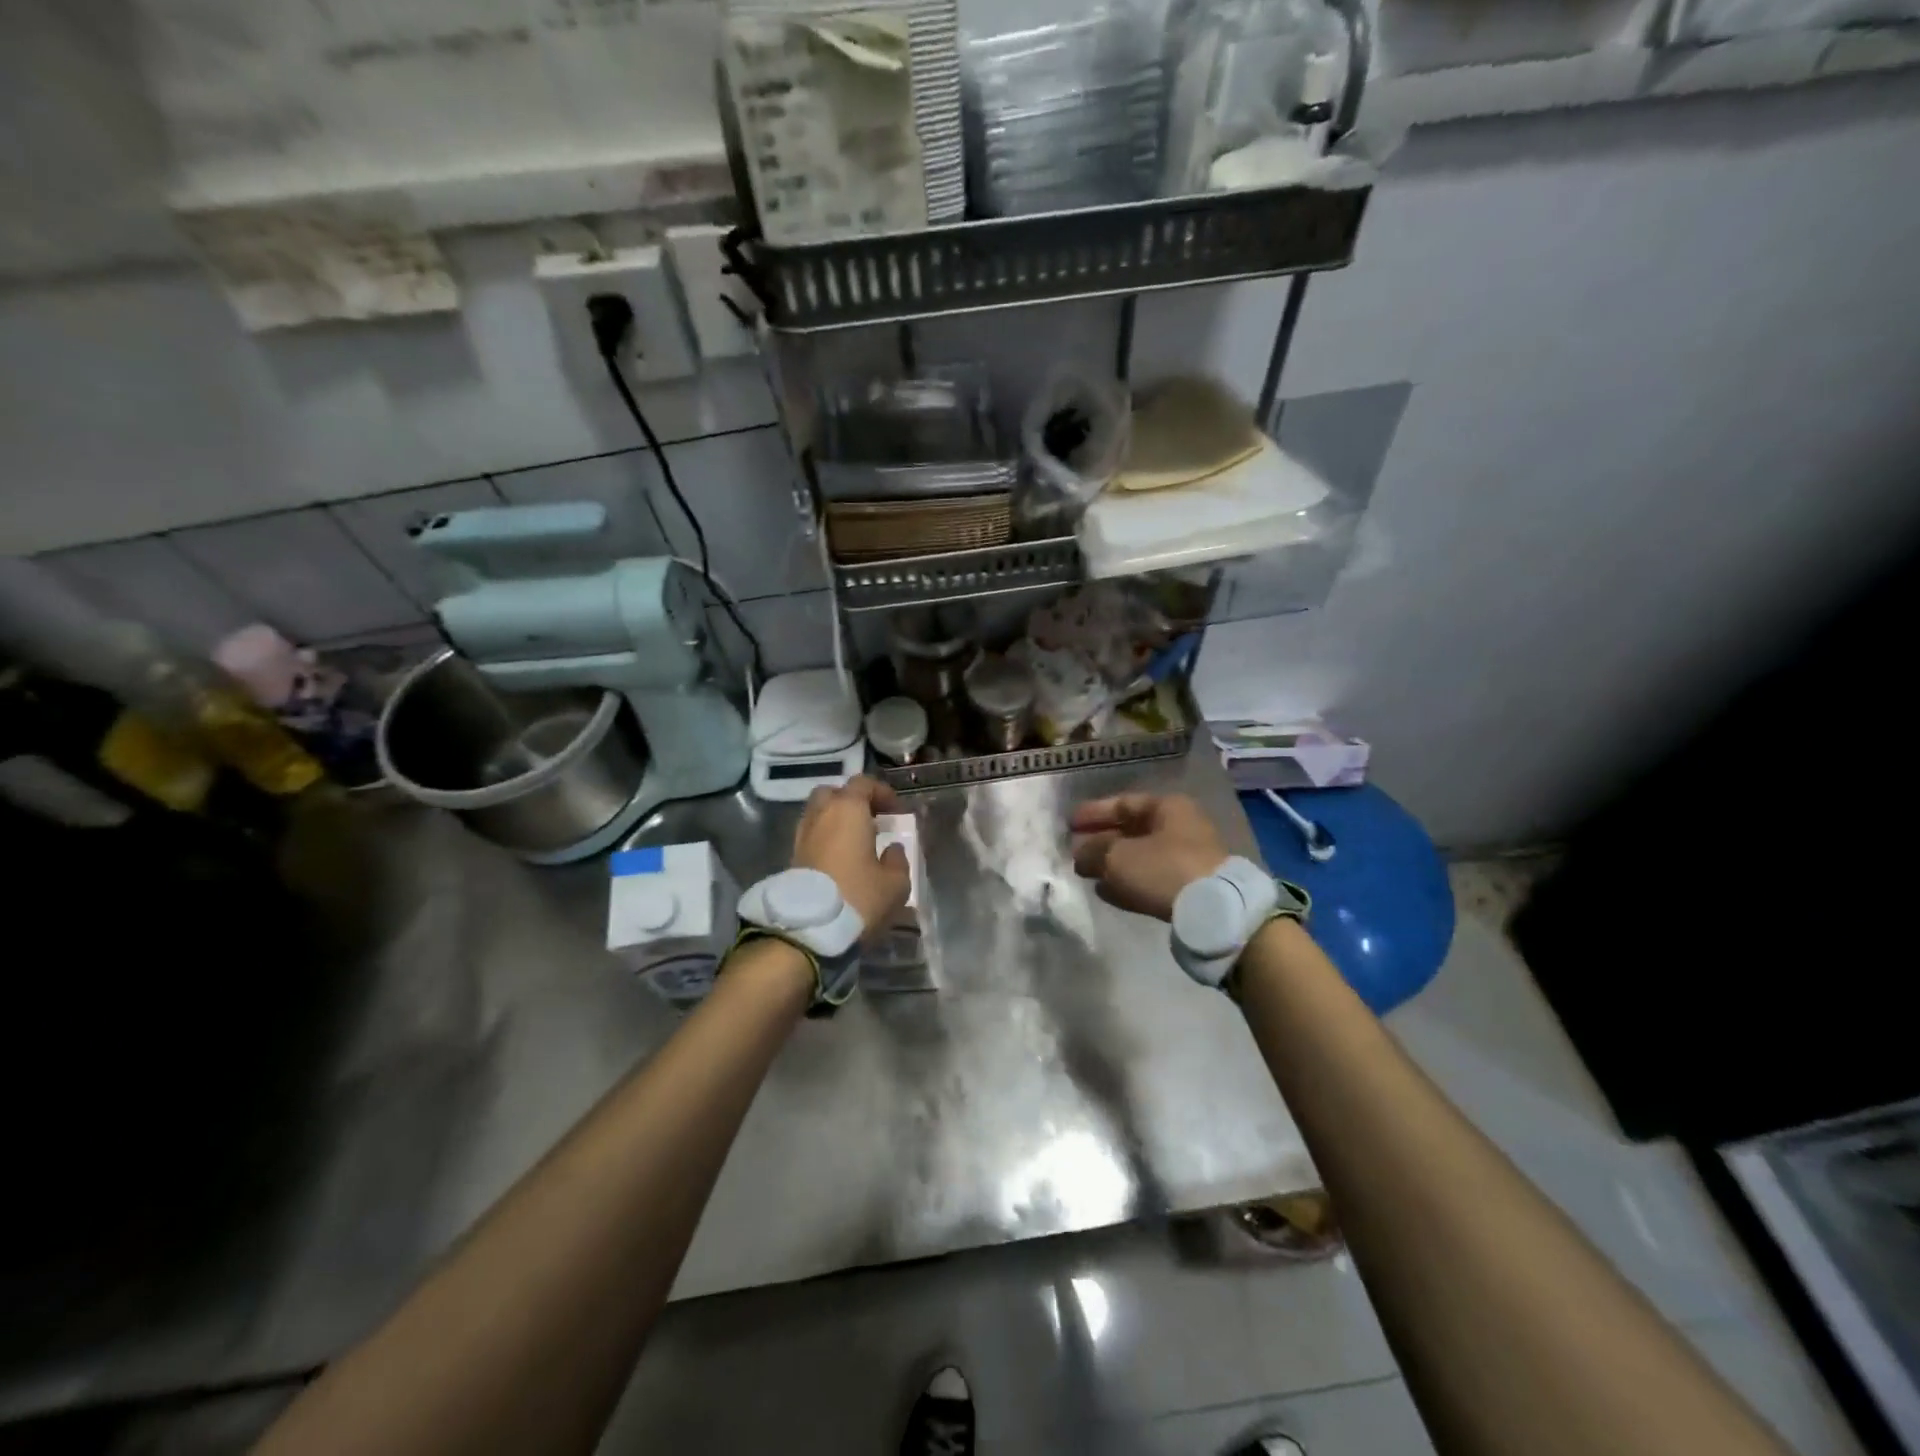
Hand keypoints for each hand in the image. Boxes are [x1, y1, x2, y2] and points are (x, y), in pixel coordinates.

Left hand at [792, 776, 911, 942]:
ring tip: (855, 842)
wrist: (808, 930)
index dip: (881, 792)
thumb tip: (891, 849)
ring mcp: (802, 836)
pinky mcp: (791, 858)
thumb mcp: (895, 883)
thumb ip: (898, 860)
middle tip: (870, 819)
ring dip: (835, 821)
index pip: (863, 784)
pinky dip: (825, 839)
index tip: (895, 811)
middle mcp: (821, 815)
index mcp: (848, 810)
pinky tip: (839, 860)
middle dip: (851, 801)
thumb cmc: (858, 897)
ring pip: (818, 814)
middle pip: (833, 793)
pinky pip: (811, 836)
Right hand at [1070, 792, 1229, 921]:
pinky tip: (1104, 892)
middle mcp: (1180, 828)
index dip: (1094, 812)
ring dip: (1111, 864)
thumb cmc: (1163, 868)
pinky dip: (1127, 883)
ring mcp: (1186, 859)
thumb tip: (1080, 854)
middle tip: (1074, 850)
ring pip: (1139, 857)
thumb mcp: (1117, 856)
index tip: (1069, 824)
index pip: (1123, 803)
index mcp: (1167, 807)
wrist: (1212, 910)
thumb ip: (1092, 851)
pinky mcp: (1188, 888)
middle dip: (1100, 841)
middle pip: (1131, 831)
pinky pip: (1150, 880)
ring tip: (1084, 873)